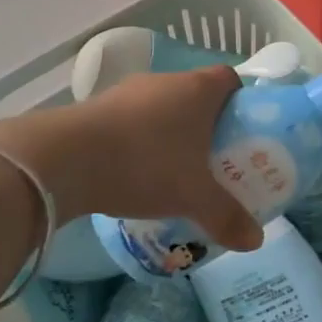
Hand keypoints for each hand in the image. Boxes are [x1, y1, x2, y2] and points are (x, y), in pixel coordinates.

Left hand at [0, 67, 262, 250]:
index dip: (240, 102)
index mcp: (197, 89)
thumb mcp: (194, 197)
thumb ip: (227, 216)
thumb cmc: (145, 165)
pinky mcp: (97, 108)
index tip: (243, 132)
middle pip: (196, 94)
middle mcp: (165, 81)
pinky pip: (130, 121)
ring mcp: (127, 92)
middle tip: (213, 160)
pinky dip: (138, 141)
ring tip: (173, 171)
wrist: (65, 159)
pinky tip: (135, 173)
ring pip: (160, 108)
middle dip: (206, 125)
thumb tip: (256, 241)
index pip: (230, 79)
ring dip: (169, 133)